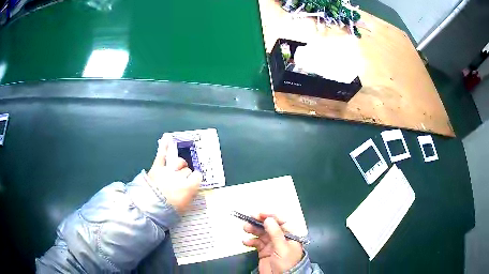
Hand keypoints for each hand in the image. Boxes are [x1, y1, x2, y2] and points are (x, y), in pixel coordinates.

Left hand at [147, 134, 202, 213]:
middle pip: (187, 169)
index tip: (191, 182)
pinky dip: (164, 146)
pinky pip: (162, 155)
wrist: (149, 209)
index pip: (197, 176)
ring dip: (178, 164)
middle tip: (180, 181)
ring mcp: (168, 171)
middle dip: (185, 174)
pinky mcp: (157, 167)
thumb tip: (191, 188)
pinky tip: (167, 137)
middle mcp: (180, 177)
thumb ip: (189, 195)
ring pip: (178, 162)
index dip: (194, 179)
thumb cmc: (168, 212)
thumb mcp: (184, 207)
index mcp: (189, 187)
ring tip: (175, 168)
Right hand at [243, 213, 302, 273]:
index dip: (271, 216)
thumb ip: (276, 233)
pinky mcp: (263, 251)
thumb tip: (269, 219)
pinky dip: (250, 241)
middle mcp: (281, 238)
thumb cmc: (286, 263)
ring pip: (261, 233)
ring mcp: (272, 244)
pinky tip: (246, 242)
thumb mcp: (282, 248)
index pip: (281, 221)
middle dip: (259, 221)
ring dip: (253, 230)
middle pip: (269, 226)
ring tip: (245, 228)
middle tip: (249, 218)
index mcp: (290, 235)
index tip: (260, 214)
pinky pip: (256, 243)